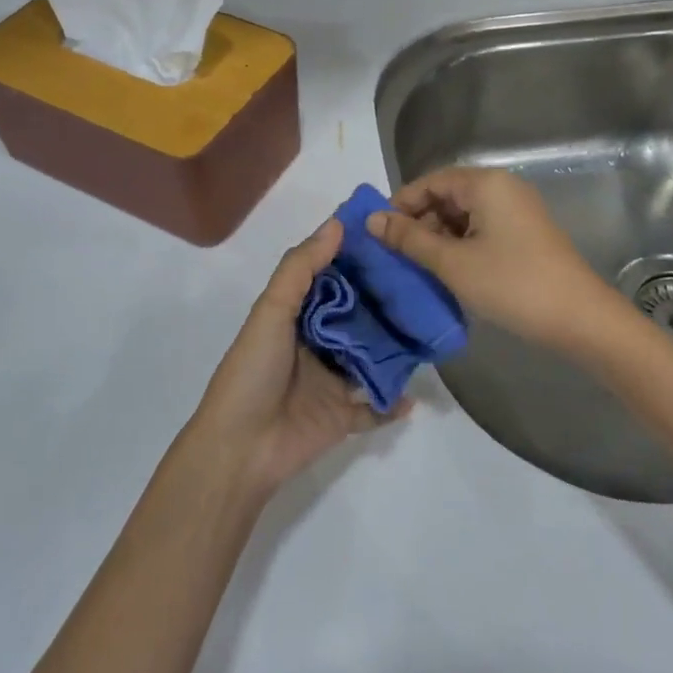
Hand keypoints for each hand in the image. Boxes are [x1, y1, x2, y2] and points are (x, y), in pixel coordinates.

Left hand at [189, 219, 400, 496]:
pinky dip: (393, 403)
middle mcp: (316, 345)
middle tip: (425, 282)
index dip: (356, 263)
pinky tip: (417, 393)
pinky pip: (375, 408)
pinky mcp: (342, 417)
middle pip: (357, 320)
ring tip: (430, 329)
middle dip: (385, 304)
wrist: (241, 447)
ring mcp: (331, 382)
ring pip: (371, 360)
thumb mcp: (271, 311)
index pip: (332, 283)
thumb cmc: (253, 372)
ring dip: (395, 349)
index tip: (392, 241)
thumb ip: (301, 268)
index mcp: (295, 318)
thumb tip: (337, 224)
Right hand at [367, 167, 621, 355]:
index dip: (400, 204)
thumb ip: (408, 238)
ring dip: (438, 236)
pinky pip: (482, 229)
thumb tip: (371, 220)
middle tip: (396, 254)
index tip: (379, 234)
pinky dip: (460, 245)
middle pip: (447, 195)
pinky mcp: (525, 234)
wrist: (579, 319)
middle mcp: (503, 188)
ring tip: (418, 266)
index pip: (430, 181)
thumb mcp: (452, 262)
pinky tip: (448, 271)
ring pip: (464, 215)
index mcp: (486, 184)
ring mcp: (517, 211)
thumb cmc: (511, 284)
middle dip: (419, 221)